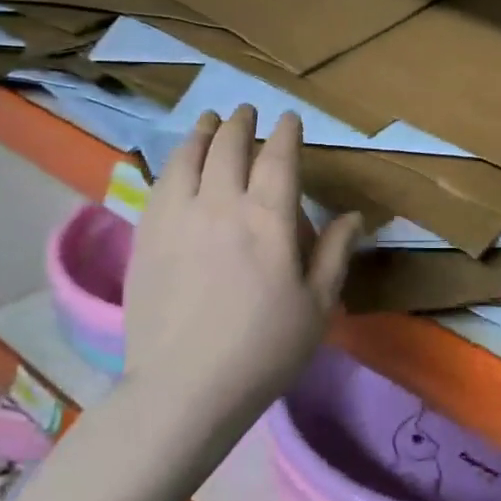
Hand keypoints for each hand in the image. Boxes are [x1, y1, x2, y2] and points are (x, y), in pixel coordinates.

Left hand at [121, 107, 361, 432]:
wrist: (184, 389)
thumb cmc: (264, 350)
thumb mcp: (318, 306)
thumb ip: (335, 253)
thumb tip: (354, 215)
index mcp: (268, 219)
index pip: (278, 157)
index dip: (286, 132)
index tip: (289, 118)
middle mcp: (221, 204)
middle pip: (229, 147)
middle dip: (242, 123)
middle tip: (247, 112)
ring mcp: (177, 218)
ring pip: (189, 157)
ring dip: (202, 132)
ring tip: (209, 120)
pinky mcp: (146, 237)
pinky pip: (160, 184)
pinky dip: (174, 162)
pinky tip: (177, 163)